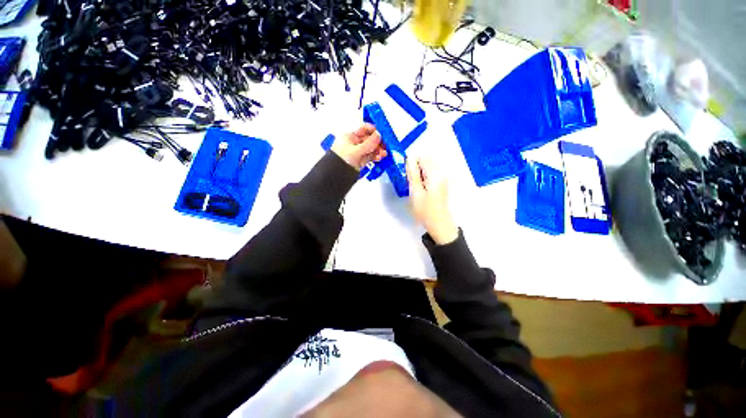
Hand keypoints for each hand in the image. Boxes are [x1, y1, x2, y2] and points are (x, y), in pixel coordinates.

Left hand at [331, 124, 386, 170]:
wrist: (336, 177)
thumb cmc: (338, 162)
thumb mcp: (356, 151)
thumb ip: (369, 143)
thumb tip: (378, 135)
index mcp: (349, 136)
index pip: (364, 129)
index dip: (373, 130)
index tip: (382, 133)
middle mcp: (353, 143)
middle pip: (369, 139)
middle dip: (378, 142)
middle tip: (385, 145)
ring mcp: (357, 152)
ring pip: (371, 148)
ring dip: (378, 150)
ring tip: (383, 153)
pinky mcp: (360, 161)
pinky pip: (370, 156)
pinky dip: (375, 156)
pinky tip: (379, 157)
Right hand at [406, 157, 458, 244]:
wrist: (438, 223)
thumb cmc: (425, 209)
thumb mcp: (415, 191)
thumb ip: (412, 174)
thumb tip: (409, 158)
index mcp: (435, 174)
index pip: (422, 158)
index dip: (411, 162)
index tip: (405, 172)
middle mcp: (441, 172)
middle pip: (426, 160)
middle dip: (415, 166)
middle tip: (409, 179)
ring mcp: (442, 177)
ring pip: (428, 167)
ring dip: (418, 171)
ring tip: (413, 184)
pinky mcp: (441, 182)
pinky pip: (430, 173)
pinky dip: (423, 176)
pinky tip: (419, 186)